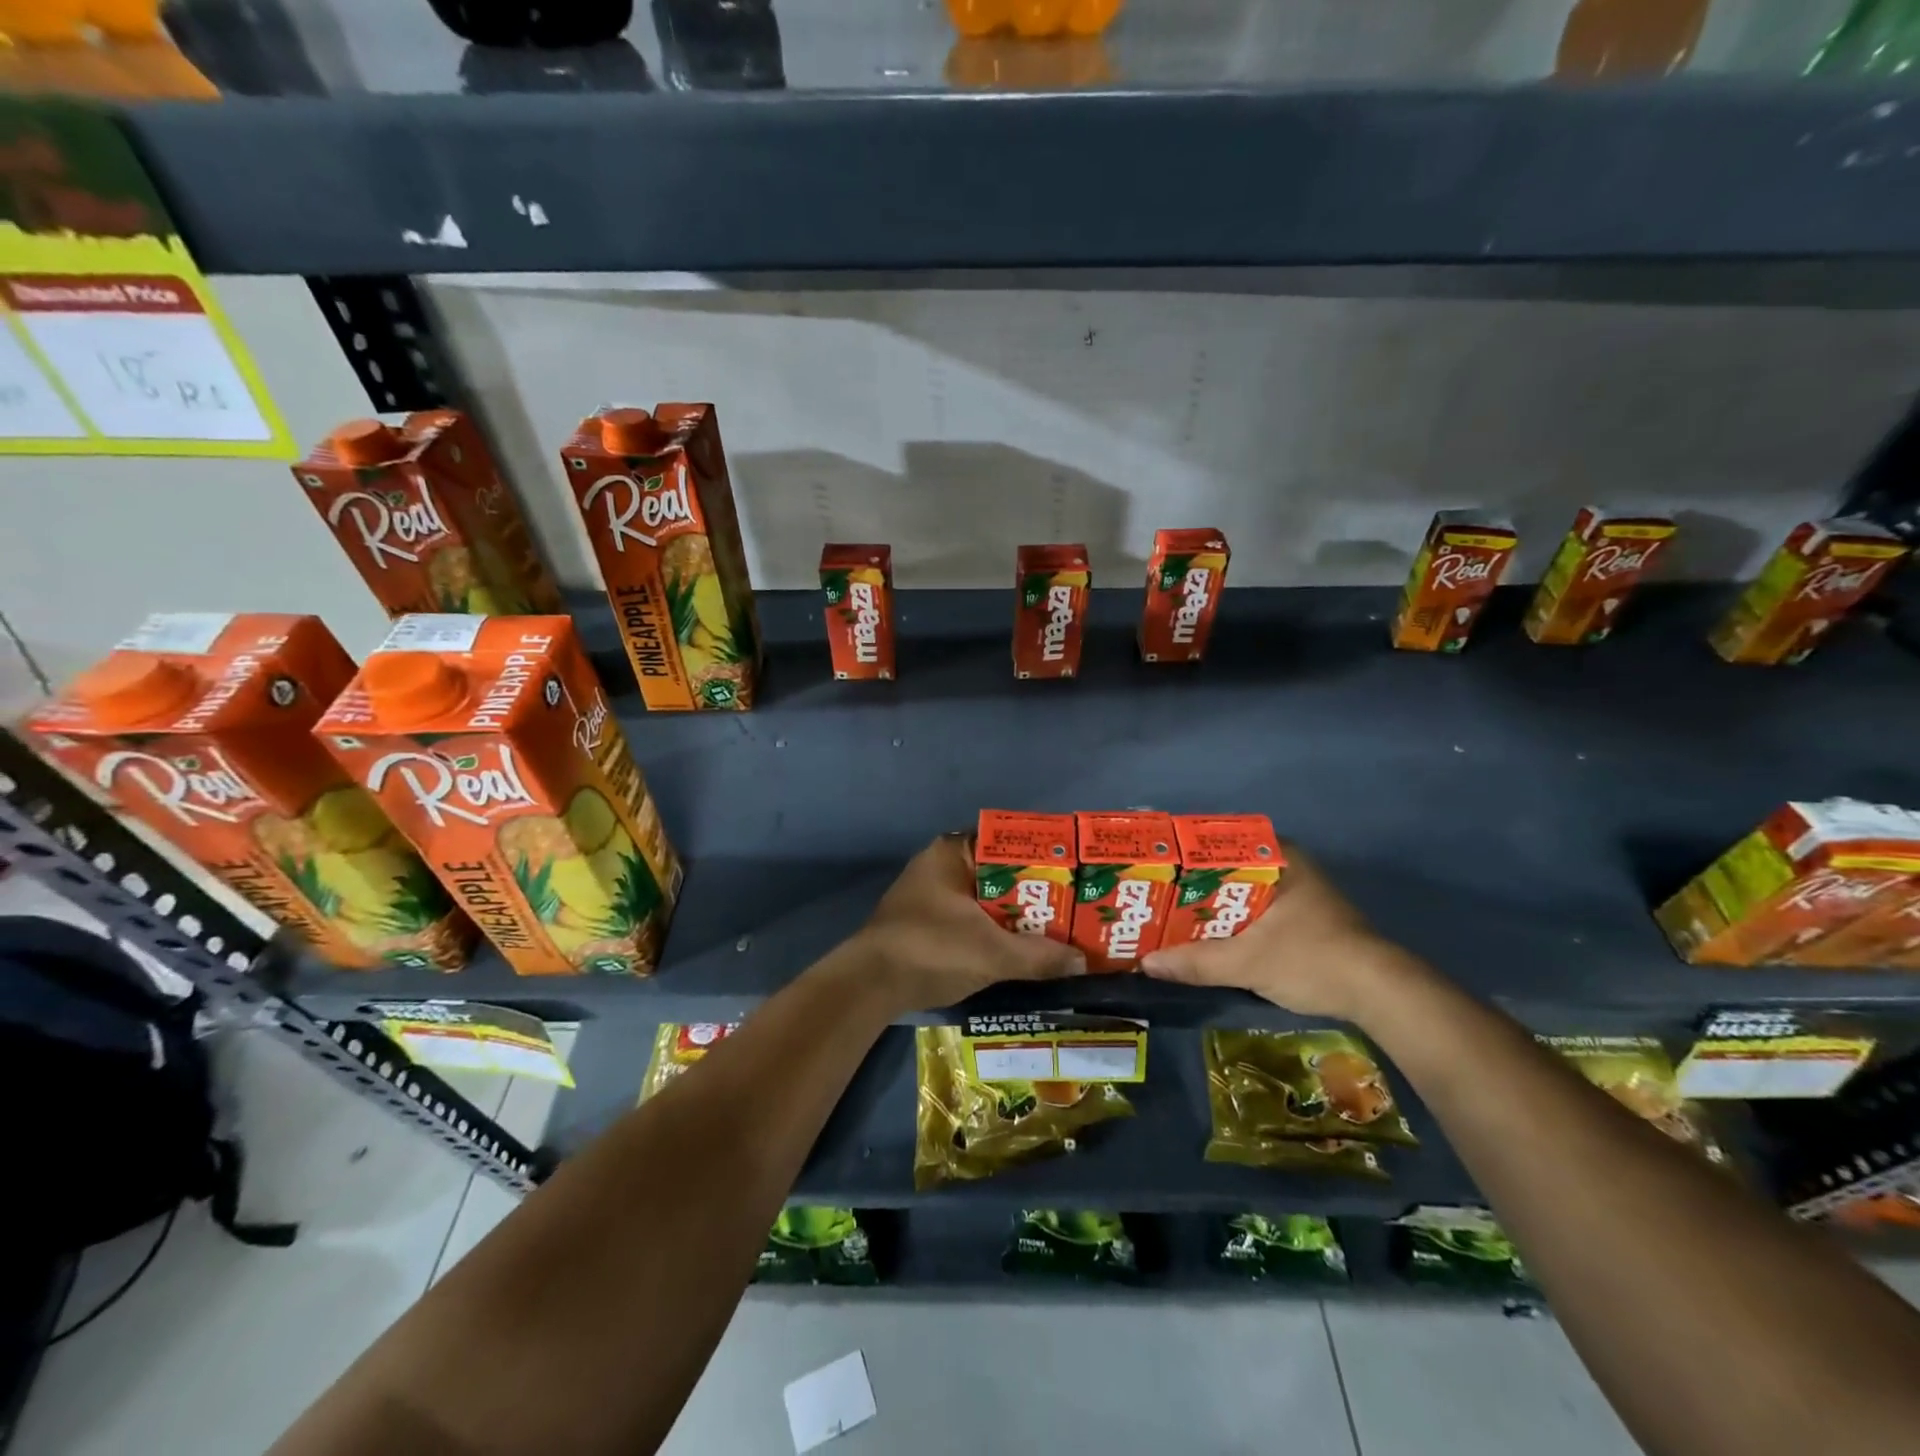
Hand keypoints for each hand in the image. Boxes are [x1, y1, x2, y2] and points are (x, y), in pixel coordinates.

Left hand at [846, 834, 1085, 1011]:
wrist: (869, 985)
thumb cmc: (932, 949)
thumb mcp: (993, 953)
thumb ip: (1039, 956)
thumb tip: (1082, 962)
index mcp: (952, 852)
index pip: (1006, 842)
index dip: (1041, 857)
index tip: (1072, 873)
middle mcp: (940, 865)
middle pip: (999, 873)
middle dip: (1033, 892)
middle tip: (1072, 907)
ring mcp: (930, 895)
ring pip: (985, 899)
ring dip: (1014, 916)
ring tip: (1055, 930)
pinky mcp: (926, 923)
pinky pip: (971, 918)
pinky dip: (994, 931)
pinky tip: (1020, 949)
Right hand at [1139, 846, 1425, 1021]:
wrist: (1380, 994)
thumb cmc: (1313, 959)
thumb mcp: (1248, 962)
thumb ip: (1197, 962)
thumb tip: (1146, 963)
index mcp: (1278, 857)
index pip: (1219, 841)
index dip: (1184, 853)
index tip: (1154, 866)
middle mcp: (1287, 866)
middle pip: (1226, 868)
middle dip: (1192, 883)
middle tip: (1154, 893)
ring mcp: (1296, 892)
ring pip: (1239, 891)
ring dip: (1210, 905)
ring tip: (1169, 914)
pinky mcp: (1301, 918)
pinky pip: (1252, 910)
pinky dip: (1229, 920)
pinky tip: (1205, 936)